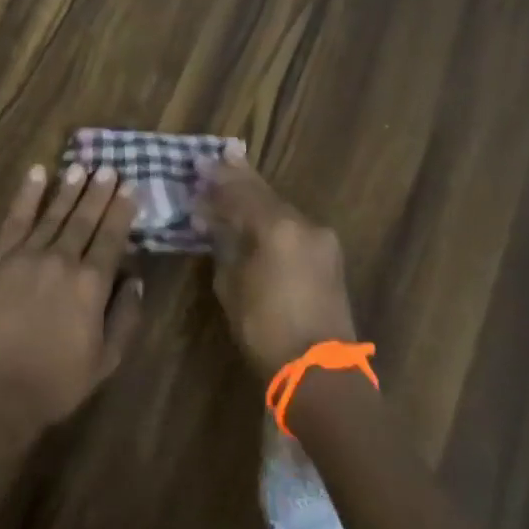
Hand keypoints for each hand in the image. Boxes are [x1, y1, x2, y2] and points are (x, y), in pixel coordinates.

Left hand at [0, 163, 144, 439]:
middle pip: (83, 219)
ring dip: (68, 188)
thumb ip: (125, 317)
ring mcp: (26, 256)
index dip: (121, 211)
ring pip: (52, 214)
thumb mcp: (105, 361)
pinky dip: (26, 195)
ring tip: (81, 166)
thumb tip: (135, 279)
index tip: (130, 188)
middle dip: (98, 192)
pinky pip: (14, 219)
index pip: (111, 238)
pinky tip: (37, 174)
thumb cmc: (55, 383)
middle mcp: (61, 261)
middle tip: (109, 168)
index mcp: (91, 285)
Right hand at [195, 144, 355, 378]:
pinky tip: (255, 219)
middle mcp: (303, 224)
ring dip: (255, 200)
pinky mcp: (329, 257)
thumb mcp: (230, 284)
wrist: (319, 370)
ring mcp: (321, 240)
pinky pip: (293, 228)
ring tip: (232, 188)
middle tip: (218, 159)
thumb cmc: (264, 328)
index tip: (199, 163)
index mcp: (277, 227)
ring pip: (280, 209)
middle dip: (238, 179)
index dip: (218, 178)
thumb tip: (215, 223)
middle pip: (264, 193)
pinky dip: (271, 219)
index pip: (241, 191)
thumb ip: (224, 244)